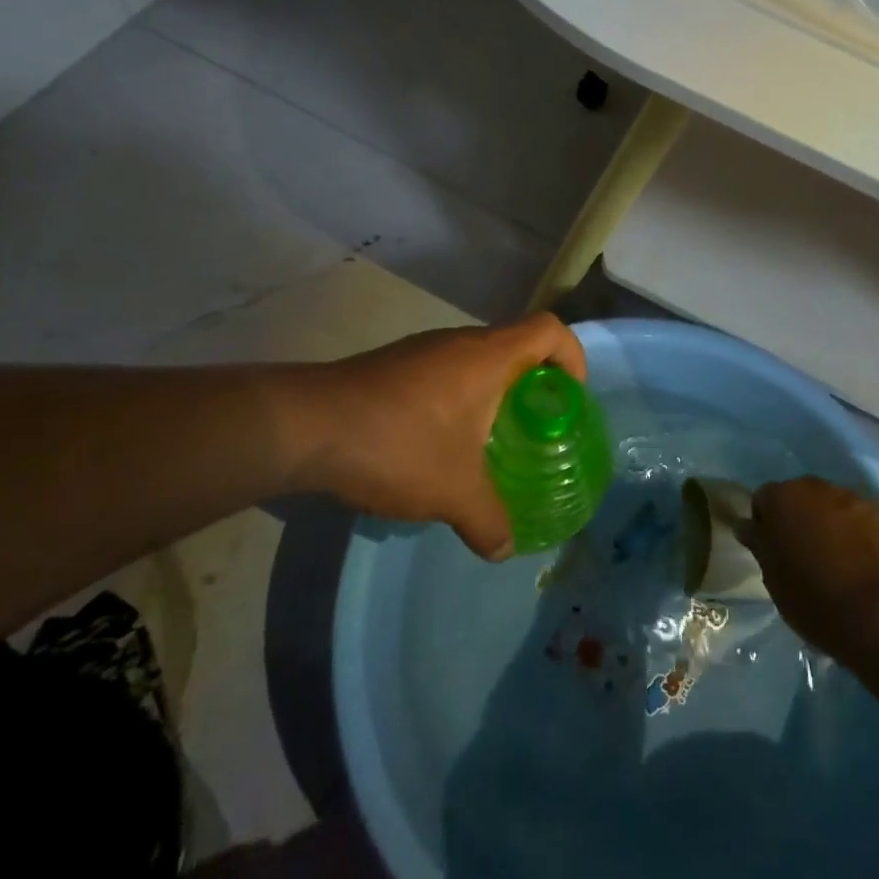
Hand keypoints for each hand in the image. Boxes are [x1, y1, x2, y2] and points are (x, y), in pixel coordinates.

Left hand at [291, 314, 586, 559]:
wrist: (306, 425)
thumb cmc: (397, 444)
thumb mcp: (453, 492)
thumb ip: (488, 520)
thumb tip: (506, 548)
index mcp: (488, 357)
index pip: (549, 329)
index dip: (572, 357)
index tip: (571, 399)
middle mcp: (459, 342)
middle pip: (515, 346)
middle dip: (534, 386)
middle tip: (535, 431)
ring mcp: (423, 351)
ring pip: (476, 362)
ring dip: (492, 396)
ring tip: (489, 445)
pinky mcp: (394, 366)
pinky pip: (444, 374)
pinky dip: (458, 401)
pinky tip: (438, 447)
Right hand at [742, 476, 878, 659]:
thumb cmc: (813, 597)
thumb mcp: (773, 577)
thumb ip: (759, 544)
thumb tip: (745, 525)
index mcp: (783, 498)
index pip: (763, 499)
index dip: (765, 524)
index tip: (773, 552)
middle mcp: (817, 488)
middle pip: (801, 497)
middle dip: (800, 519)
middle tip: (805, 556)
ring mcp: (856, 500)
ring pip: (834, 507)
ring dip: (831, 525)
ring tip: (839, 562)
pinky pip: (864, 522)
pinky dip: (861, 536)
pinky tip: (865, 565)